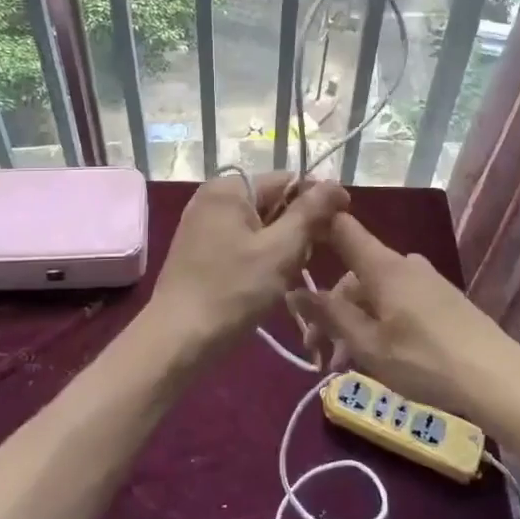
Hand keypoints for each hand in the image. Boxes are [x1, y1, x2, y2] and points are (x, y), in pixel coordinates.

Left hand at [148, 173, 348, 354]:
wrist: (177, 338)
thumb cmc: (233, 290)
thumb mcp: (280, 250)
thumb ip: (309, 213)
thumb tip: (335, 184)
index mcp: (229, 188)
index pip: (287, 180)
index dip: (318, 200)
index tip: (342, 225)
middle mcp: (212, 197)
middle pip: (272, 201)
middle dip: (297, 227)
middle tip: (312, 259)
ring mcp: (202, 224)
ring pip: (258, 225)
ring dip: (280, 246)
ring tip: (290, 274)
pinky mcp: (198, 249)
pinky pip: (241, 241)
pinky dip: (260, 256)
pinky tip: (267, 282)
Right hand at [288, 212, 519, 415]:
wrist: (498, 378)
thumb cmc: (425, 360)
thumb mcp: (367, 344)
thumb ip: (329, 315)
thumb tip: (292, 289)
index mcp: (382, 265)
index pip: (341, 227)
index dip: (316, 226)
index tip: (292, 244)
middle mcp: (403, 263)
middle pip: (354, 274)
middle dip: (332, 310)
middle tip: (320, 355)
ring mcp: (426, 280)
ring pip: (375, 293)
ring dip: (355, 324)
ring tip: (347, 365)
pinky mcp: (442, 300)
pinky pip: (398, 301)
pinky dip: (380, 324)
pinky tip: (379, 357)